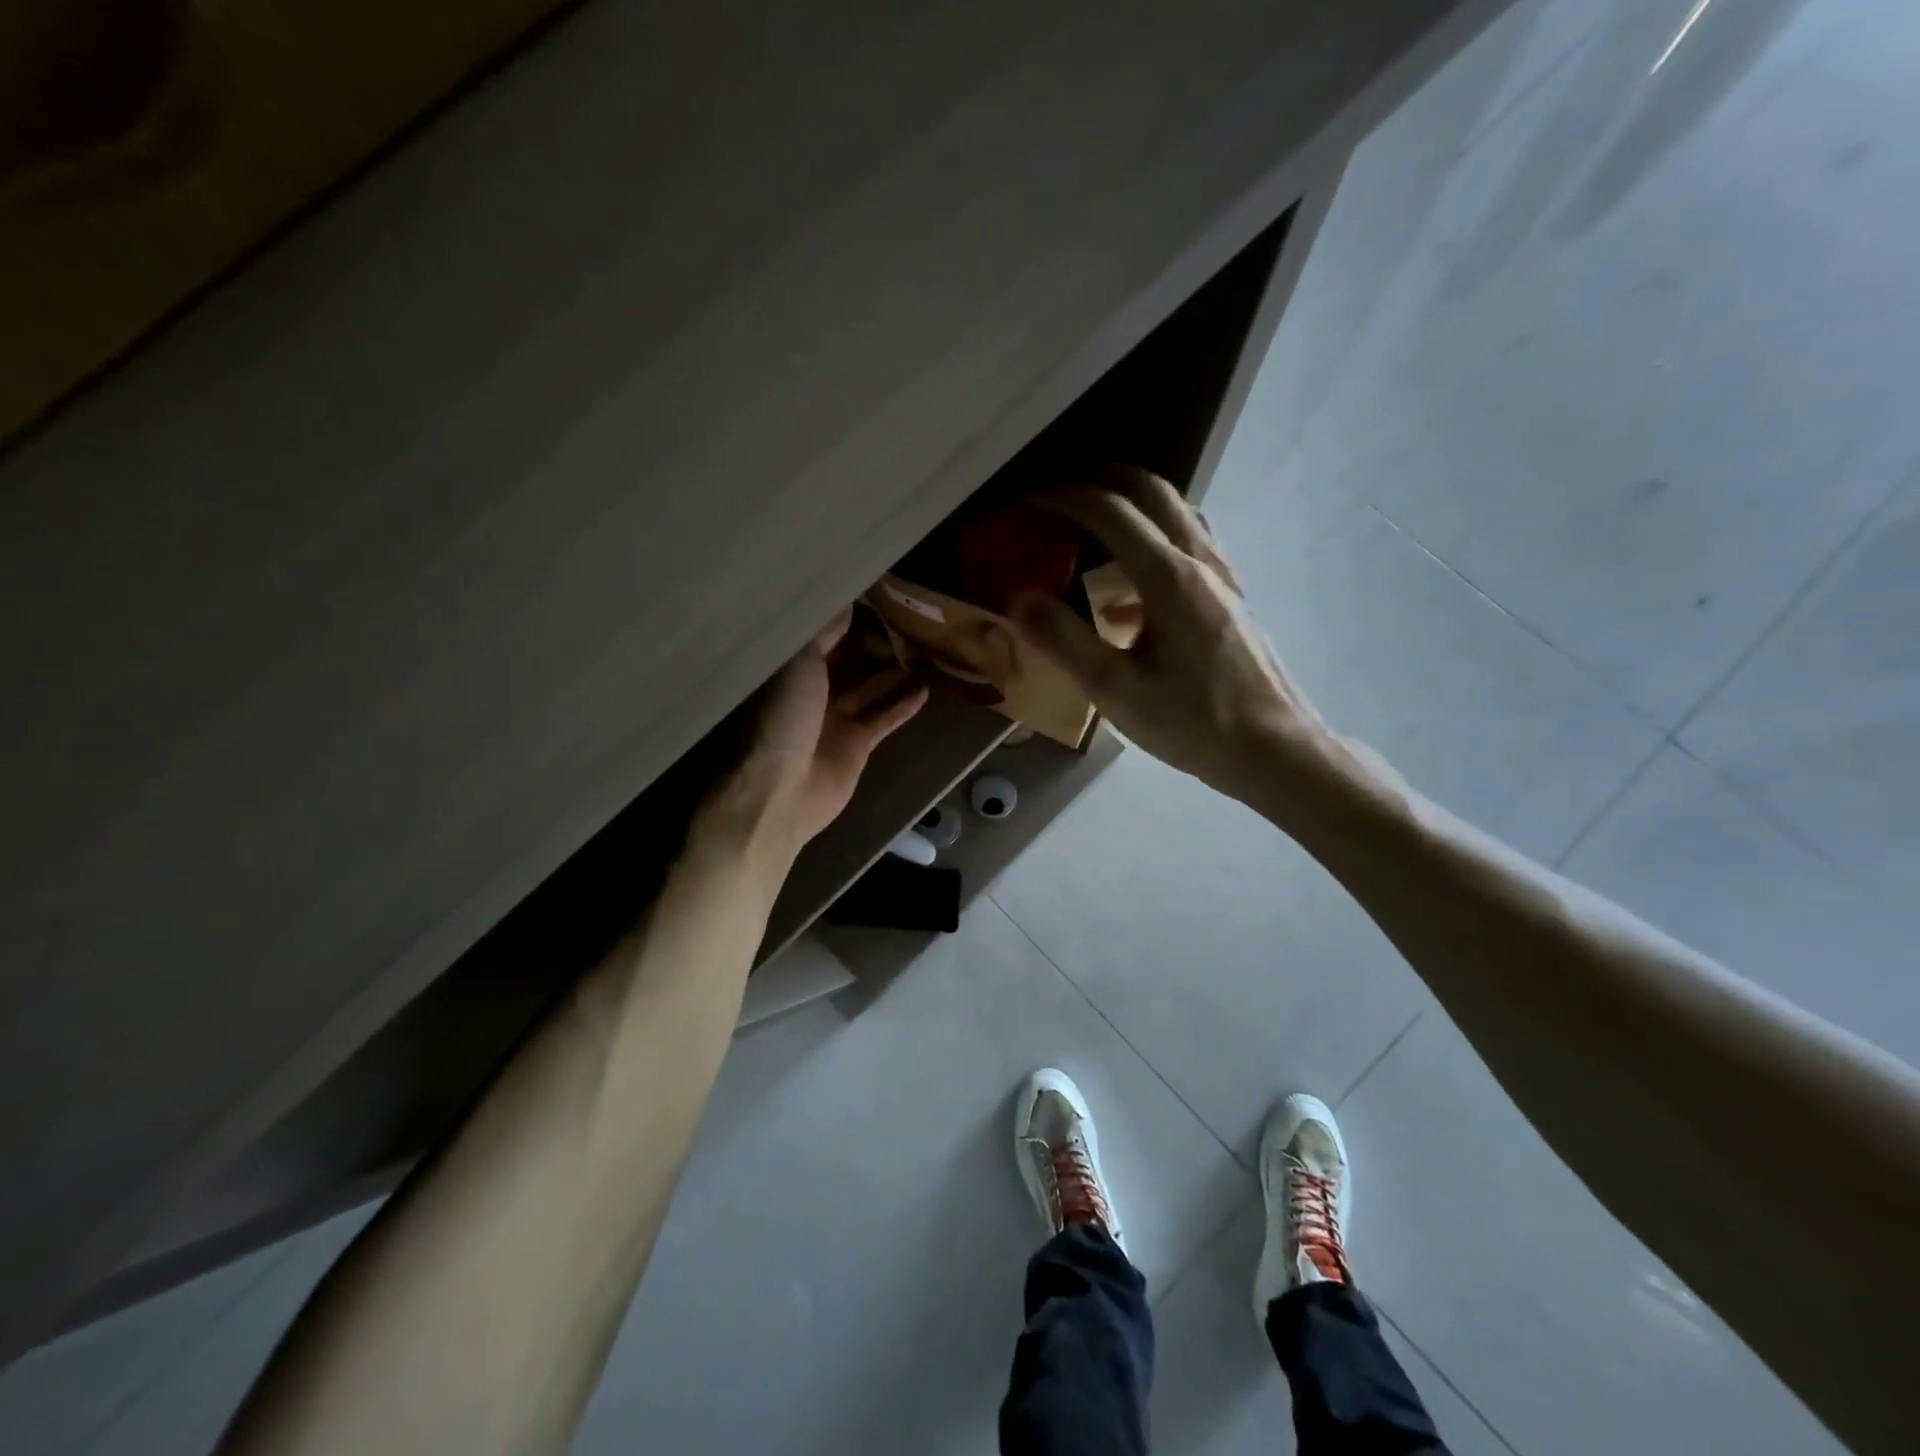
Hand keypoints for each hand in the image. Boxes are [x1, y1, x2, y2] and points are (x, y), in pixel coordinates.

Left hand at [697, 610, 928, 870]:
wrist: (783, 790)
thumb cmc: (783, 719)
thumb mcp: (799, 664)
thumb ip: (823, 635)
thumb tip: (845, 604)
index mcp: (788, 673)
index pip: (817, 639)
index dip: (840, 620)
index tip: (867, 597)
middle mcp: (810, 695)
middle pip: (845, 665)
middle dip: (867, 645)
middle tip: (901, 620)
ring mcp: (834, 723)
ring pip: (868, 692)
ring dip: (891, 674)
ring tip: (921, 650)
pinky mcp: (857, 747)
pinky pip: (883, 720)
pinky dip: (902, 705)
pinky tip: (925, 688)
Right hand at [1007, 466, 1332, 804]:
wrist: (1273, 750)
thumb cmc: (1193, 722)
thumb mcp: (1116, 690)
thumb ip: (1063, 641)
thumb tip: (1017, 599)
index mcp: (1169, 578)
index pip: (1111, 512)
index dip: (1064, 497)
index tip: (1026, 500)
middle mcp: (1200, 563)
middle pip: (1153, 492)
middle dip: (1103, 480)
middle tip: (1060, 492)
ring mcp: (1222, 579)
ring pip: (1178, 513)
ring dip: (1134, 504)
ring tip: (1094, 523)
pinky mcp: (1231, 600)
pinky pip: (1190, 547)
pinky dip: (1154, 541)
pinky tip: (1128, 590)